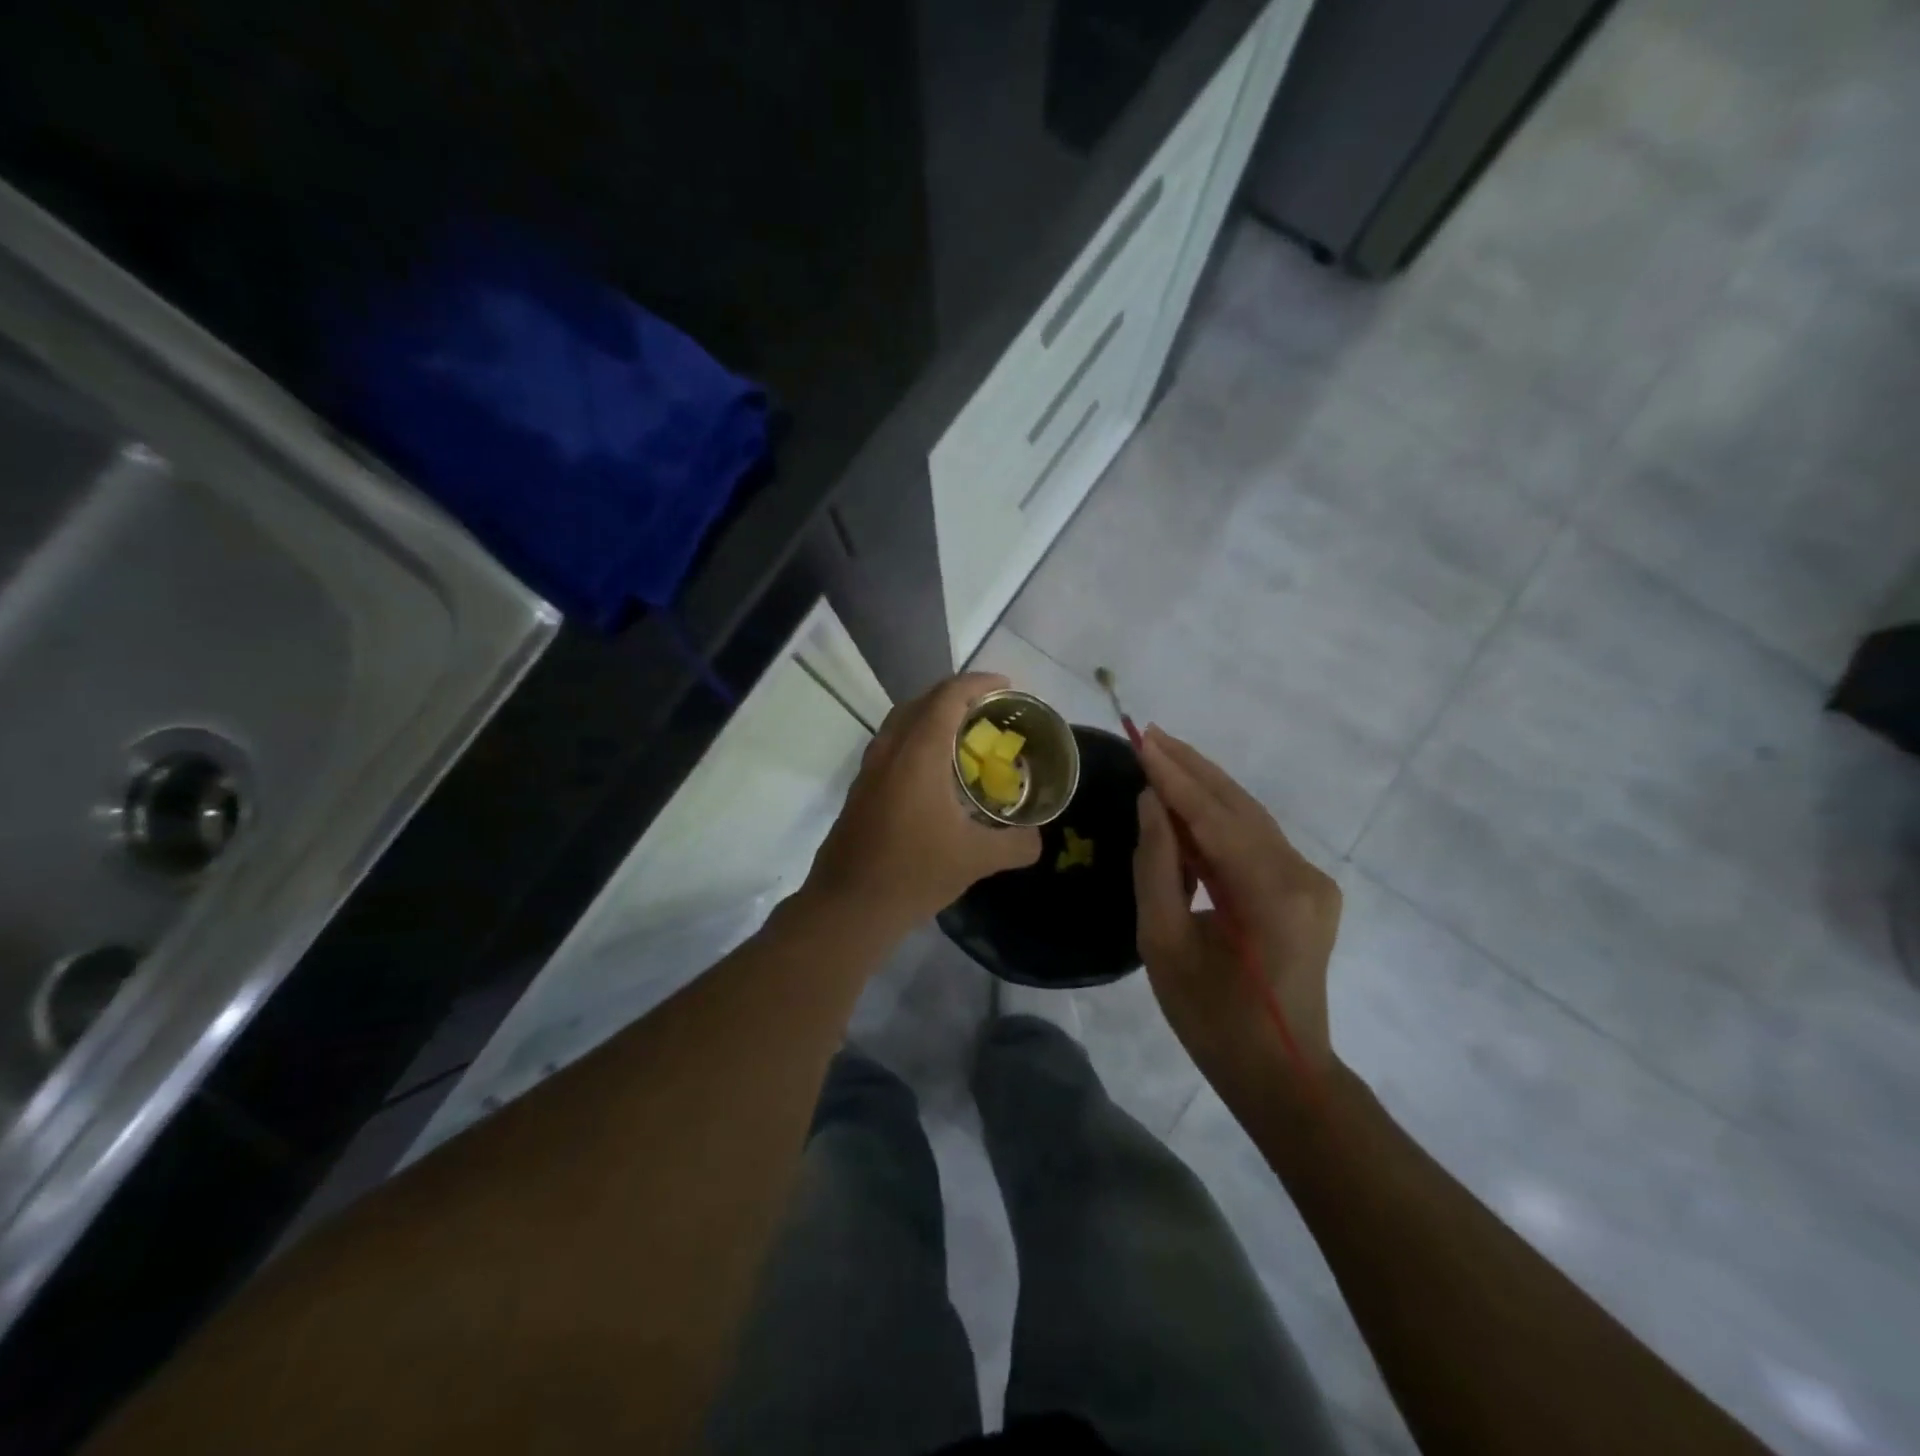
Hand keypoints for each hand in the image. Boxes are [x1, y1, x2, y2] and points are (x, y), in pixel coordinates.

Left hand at [804, 672, 1040, 934]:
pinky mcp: (861, 789)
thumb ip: (1016, 844)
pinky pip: (892, 746)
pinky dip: (917, 741)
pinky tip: (936, 774)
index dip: (979, 683)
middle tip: (990, 711)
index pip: (948, 696)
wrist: (850, 905)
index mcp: (918, 753)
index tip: (1007, 686)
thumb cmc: (914, 872)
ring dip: (933, 717)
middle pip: (922, 701)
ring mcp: (870, 769)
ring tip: (966, 736)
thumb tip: (1037, 838)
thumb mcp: (977, 859)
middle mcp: (890, 749)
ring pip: (902, 722)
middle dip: (957, 696)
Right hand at [1133, 728, 1340, 1116]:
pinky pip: (1256, 840)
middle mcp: (1302, 876)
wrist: (1282, 1072)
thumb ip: (1157, 866)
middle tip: (1149, 732)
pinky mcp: (1308, 889)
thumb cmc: (1211, 1019)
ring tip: (1162, 755)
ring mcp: (1312, 881)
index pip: (1214, 817)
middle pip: (1239, 806)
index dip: (1174, 776)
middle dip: (1192, 767)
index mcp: (1270, 894)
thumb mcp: (1163, 944)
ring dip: (1205, 787)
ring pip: (1250, 818)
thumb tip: (1151, 803)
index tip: (1140, 739)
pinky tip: (1187, 803)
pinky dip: (1220, 818)